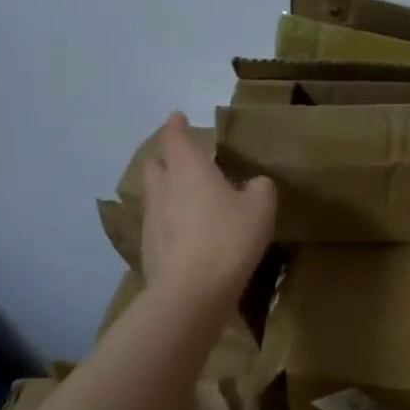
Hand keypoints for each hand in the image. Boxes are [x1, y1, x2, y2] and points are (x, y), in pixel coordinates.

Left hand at [139, 113, 276, 300]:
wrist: (190, 292)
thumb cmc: (228, 238)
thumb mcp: (260, 208)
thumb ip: (259, 188)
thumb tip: (253, 184)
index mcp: (188, 169)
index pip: (174, 137)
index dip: (175, 126)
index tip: (177, 117)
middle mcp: (163, 189)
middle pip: (155, 164)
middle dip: (166, 157)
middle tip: (183, 158)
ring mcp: (151, 220)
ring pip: (154, 195)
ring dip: (167, 190)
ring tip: (187, 196)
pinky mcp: (149, 250)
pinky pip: (158, 224)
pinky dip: (170, 220)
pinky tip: (187, 232)